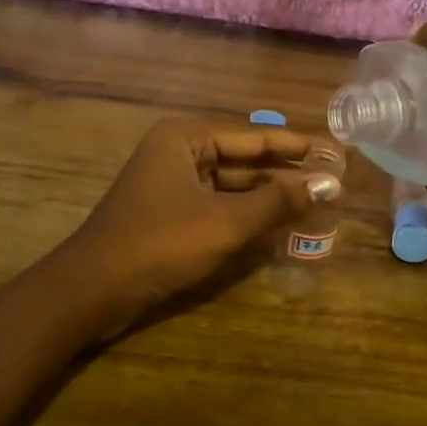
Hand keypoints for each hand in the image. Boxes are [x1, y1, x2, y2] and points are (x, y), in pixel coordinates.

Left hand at [57, 118, 334, 329]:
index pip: (251, 136)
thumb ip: (277, 202)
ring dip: (266, 198)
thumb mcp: (226, 222)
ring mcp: (170, 186)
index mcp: (184, 139)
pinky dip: (244, 216)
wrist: (94, 290)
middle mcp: (176, 154)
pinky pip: (216, 207)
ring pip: (230, 187)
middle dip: (283, 174)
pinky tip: (276, 227)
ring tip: (312, 205)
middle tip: (329, 182)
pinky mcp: (168, 216)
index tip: (332, 152)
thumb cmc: (161, 243)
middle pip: (241, 160)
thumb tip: (327, 185)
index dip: (294, 145)